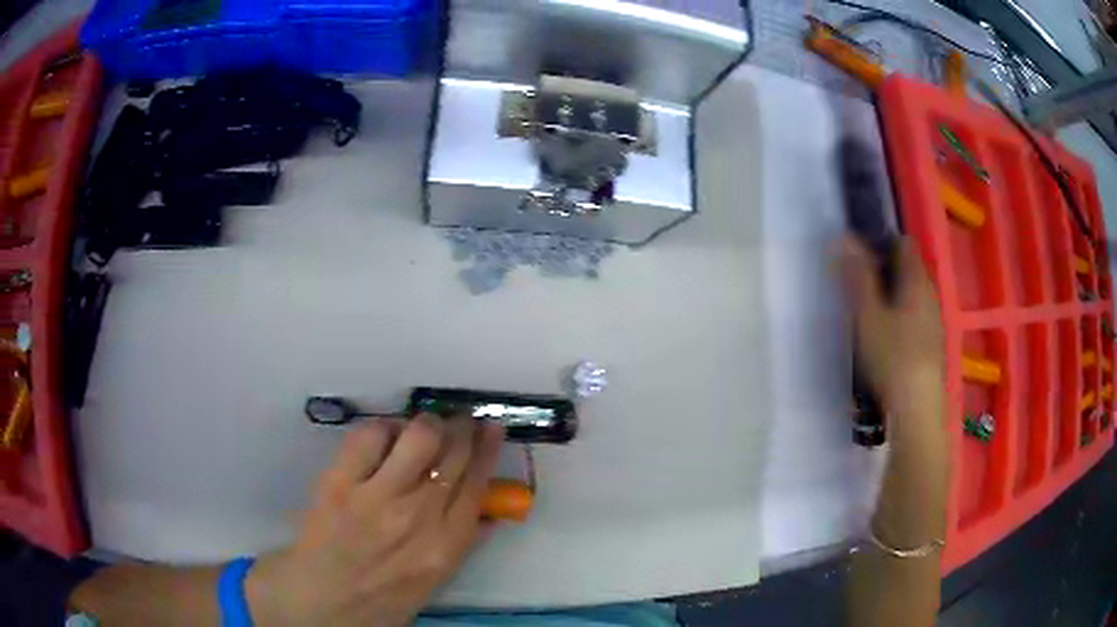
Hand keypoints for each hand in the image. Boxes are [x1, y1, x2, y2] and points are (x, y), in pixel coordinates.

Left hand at [247, 415, 504, 626]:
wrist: (324, 602)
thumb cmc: (382, 596)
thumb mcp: (434, 579)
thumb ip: (463, 544)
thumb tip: (489, 513)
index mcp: (446, 545)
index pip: (477, 484)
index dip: (487, 449)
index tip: (492, 427)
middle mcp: (419, 516)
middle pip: (453, 455)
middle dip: (462, 428)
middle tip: (460, 418)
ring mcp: (377, 497)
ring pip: (419, 437)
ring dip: (427, 423)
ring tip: (424, 424)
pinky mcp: (340, 483)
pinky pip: (369, 436)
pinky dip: (383, 427)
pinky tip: (384, 435)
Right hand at [839, 236, 945, 437]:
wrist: (916, 407)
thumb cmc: (892, 356)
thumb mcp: (868, 314)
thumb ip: (857, 276)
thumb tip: (843, 238)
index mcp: (916, 280)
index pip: (904, 243)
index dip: (882, 242)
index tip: (860, 255)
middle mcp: (930, 294)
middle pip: (910, 268)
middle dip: (886, 269)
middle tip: (859, 285)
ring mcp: (934, 319)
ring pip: (913, 294)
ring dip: (894, 294)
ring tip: (870, 312)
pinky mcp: (933, 343)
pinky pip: (917, 315)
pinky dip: (902, 315)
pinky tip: (888, 338)